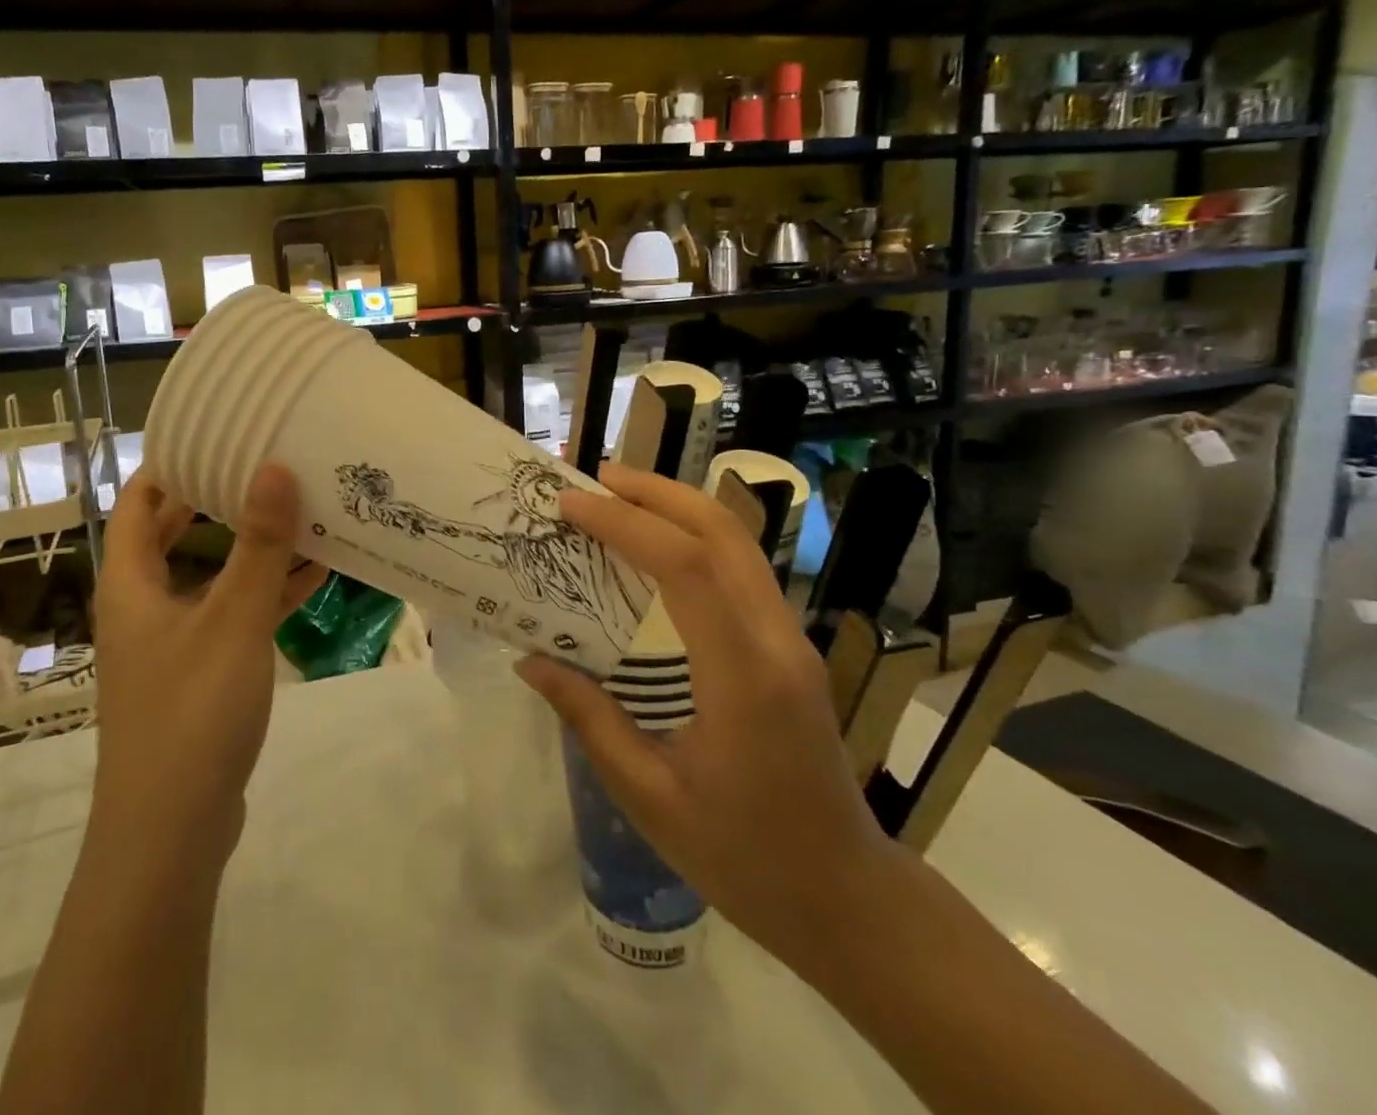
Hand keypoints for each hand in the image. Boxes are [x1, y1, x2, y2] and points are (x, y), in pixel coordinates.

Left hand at [91, 464, 326, 888]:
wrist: (171, 834)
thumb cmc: (191, 713)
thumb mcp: (232, 620)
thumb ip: (258, 545)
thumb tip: (274, 467)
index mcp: (132, 584)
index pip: (138, 502)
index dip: (169, 463)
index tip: (215, 431)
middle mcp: (147, 606)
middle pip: (176, 534)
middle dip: (217, 498)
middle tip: (266, 461)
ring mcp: (175, 643)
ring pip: (214, 575)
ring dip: (252, 546)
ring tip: (302, 507)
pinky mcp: (203, 674)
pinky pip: (235, 614)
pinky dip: (267, 592)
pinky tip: (315, 575)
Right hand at [516, 462, 894, 967]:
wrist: (845, 897)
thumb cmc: (743, 856)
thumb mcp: (649, 796)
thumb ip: (589, 718)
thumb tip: (530, 660)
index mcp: (744, 676)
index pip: (686, 566)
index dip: (625, 524)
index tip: (571, 506)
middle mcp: (777, 640)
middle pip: (723, 531)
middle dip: (656, 492)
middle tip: (595, 478)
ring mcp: (792, 638)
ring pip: (739, 542)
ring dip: (678, 507)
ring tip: (619, 497)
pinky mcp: (790, 646)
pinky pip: (741, 568)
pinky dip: (695, 538)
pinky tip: (656, 548)